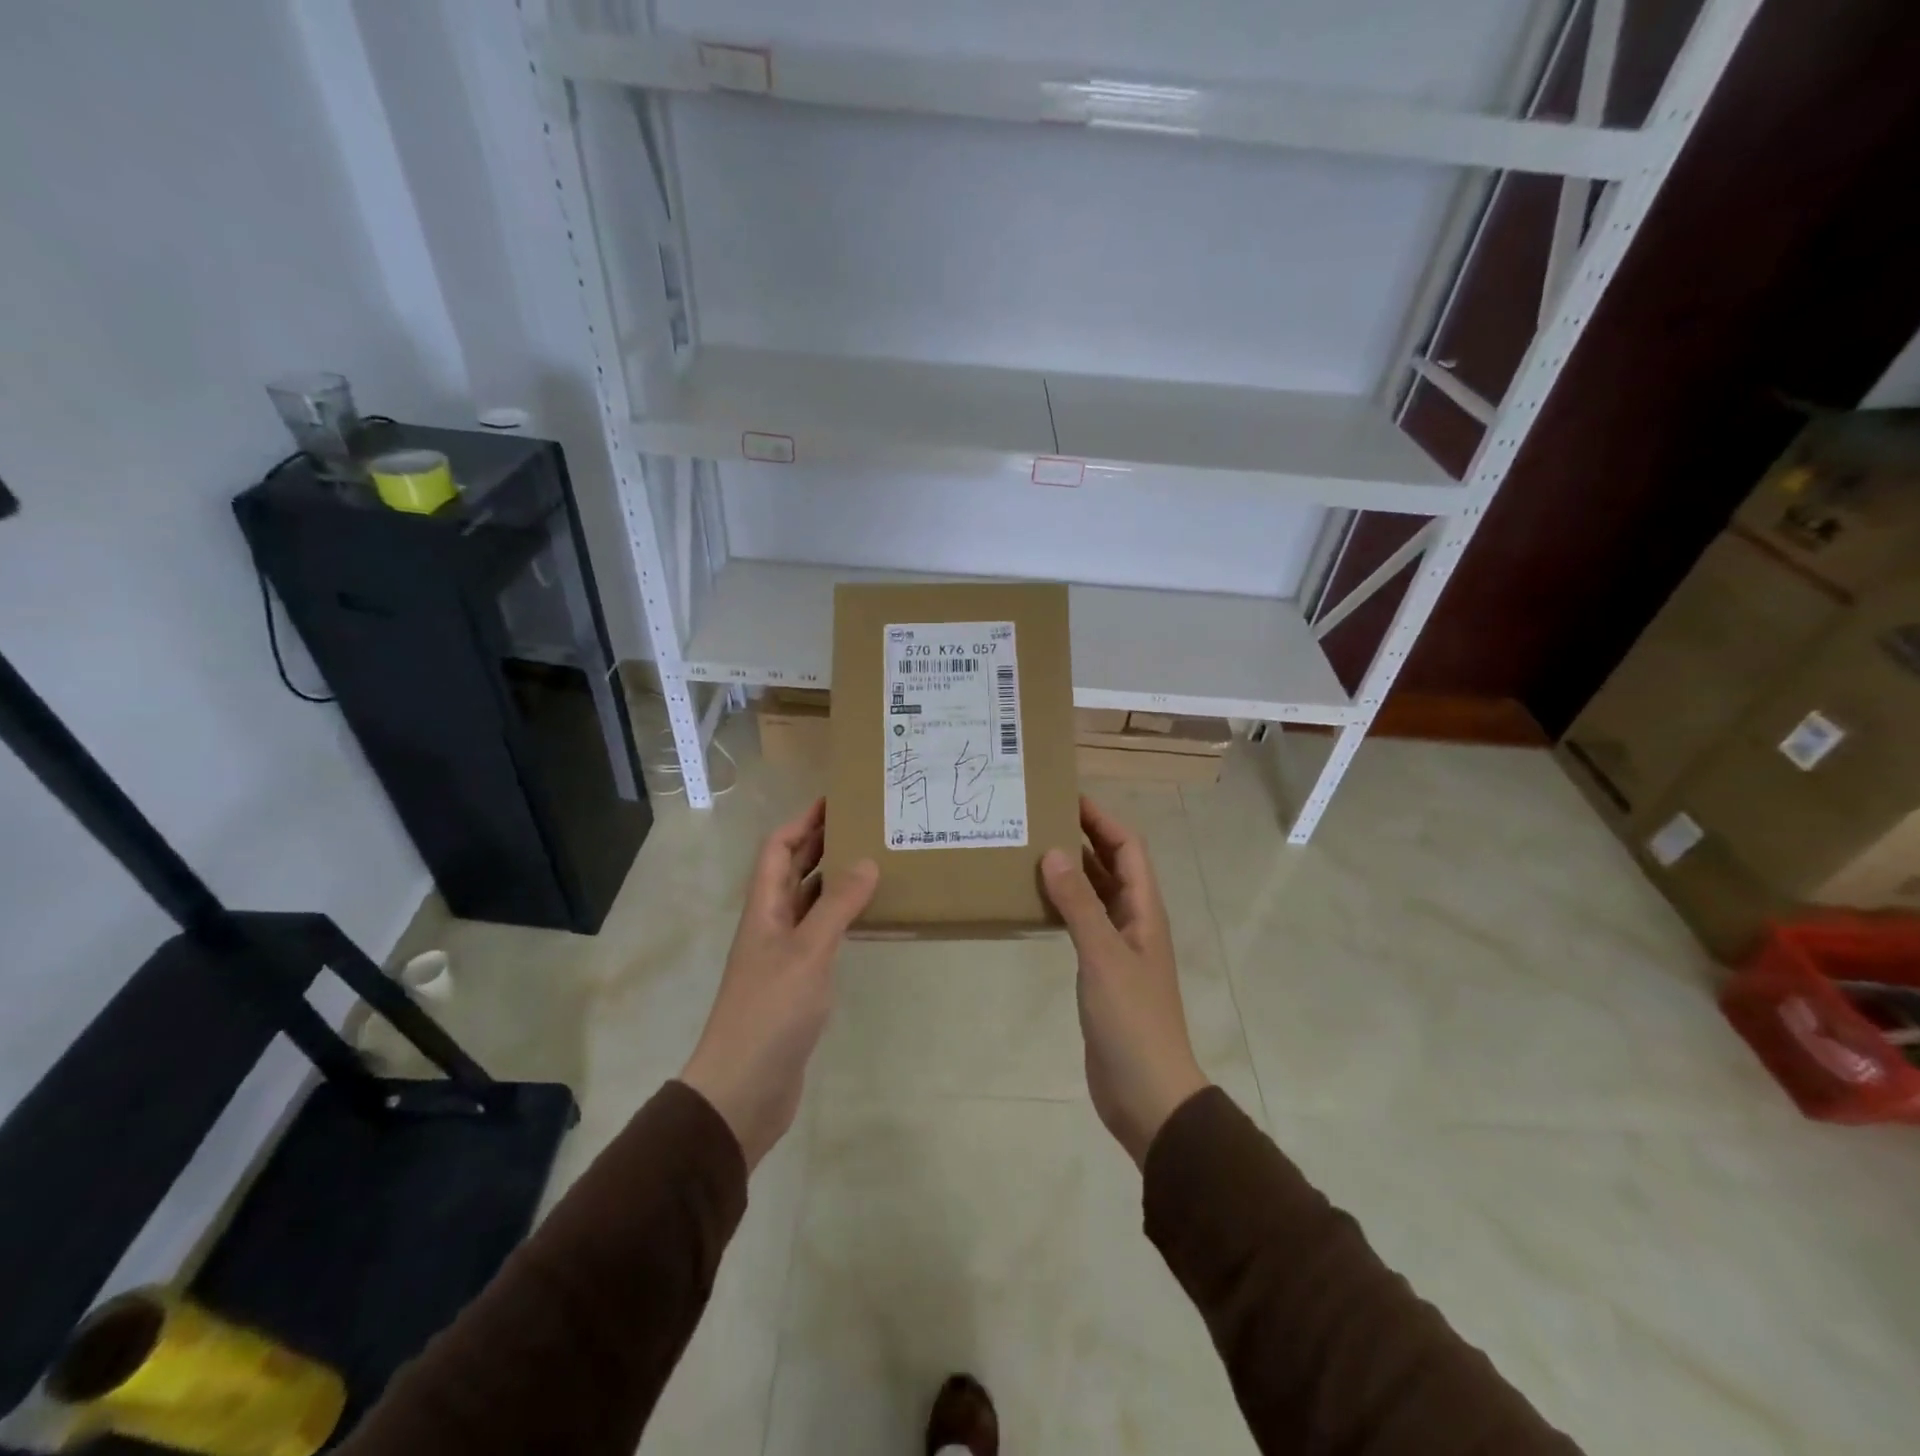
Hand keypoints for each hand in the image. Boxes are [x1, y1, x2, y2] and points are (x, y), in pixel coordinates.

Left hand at [680, 799, 877, 1170]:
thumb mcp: (808, 952)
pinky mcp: (797, 983)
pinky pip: (821, 935)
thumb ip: (837, 906)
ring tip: (875, 862)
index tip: (836, 801)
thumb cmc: (770, 1012)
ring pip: (809, 903)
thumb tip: (866, 862)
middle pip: (793, 871)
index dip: (803, 822)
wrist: (743, 1089)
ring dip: (834, 880)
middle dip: (822, 844)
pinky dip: (842, 918)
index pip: (778, 849)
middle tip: (865, 826)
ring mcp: (783, 955)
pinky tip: (868, 918)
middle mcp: (771, 925)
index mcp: (764, 909)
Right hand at [1041, 797, 1208, 1165]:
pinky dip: (1063, 905)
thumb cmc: (1132, 1020)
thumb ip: (1079, 904)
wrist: (1148, 1092)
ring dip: (1071, 870)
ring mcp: (1119, 947)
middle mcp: (1134, 921)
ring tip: (1031, 850)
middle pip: (1112, 865)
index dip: (1103, 819)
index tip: (1067, 796)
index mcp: (1144, 911)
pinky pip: (1082, 923)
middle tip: (1040, 818)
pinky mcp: (1102, 971)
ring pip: (1096, 893)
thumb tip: (1054, 851)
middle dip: (1084, 837)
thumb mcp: (1103, 956)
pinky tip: (1035, 903)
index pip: (1128, 848)